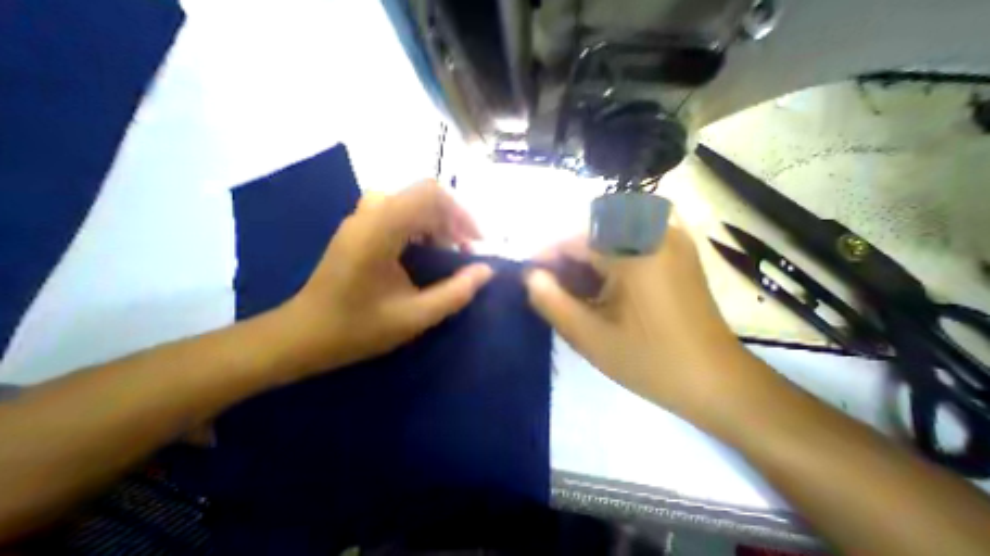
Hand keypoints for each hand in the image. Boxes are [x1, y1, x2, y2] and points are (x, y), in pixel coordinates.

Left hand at [277, 179, 494, 374]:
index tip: (474, 241)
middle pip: (424, 195)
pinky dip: (423, 227)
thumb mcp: (415, 317)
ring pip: (413, 203)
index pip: (429, 193)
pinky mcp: (360, 227)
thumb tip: (486, 271)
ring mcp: (362, 218)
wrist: (304, 334)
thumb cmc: (358, 328)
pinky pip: (400, 212)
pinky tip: (426, 251)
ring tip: (449, 251)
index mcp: (379, 230)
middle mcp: (369, 213)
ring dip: (438, 223)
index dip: (460, 212)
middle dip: (453, 220)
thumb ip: (456, 293)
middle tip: (465, 251)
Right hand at [525, 210, 741, 419]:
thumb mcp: (590, 336)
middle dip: (567, 260)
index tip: (531, 276)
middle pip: (593, 236)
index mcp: (635, 251)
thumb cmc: (650, 361)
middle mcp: (655, 234)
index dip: (548, 257)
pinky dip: (609, 261)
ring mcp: (671, 241)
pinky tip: (603, 288)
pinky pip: (631, 244)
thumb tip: (530, 276)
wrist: (717, 382)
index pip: (575, 241)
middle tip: (553, 287)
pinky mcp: (677, 253)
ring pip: (611, 239)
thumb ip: (552, 302)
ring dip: (587, 260)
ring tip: (574, 290)